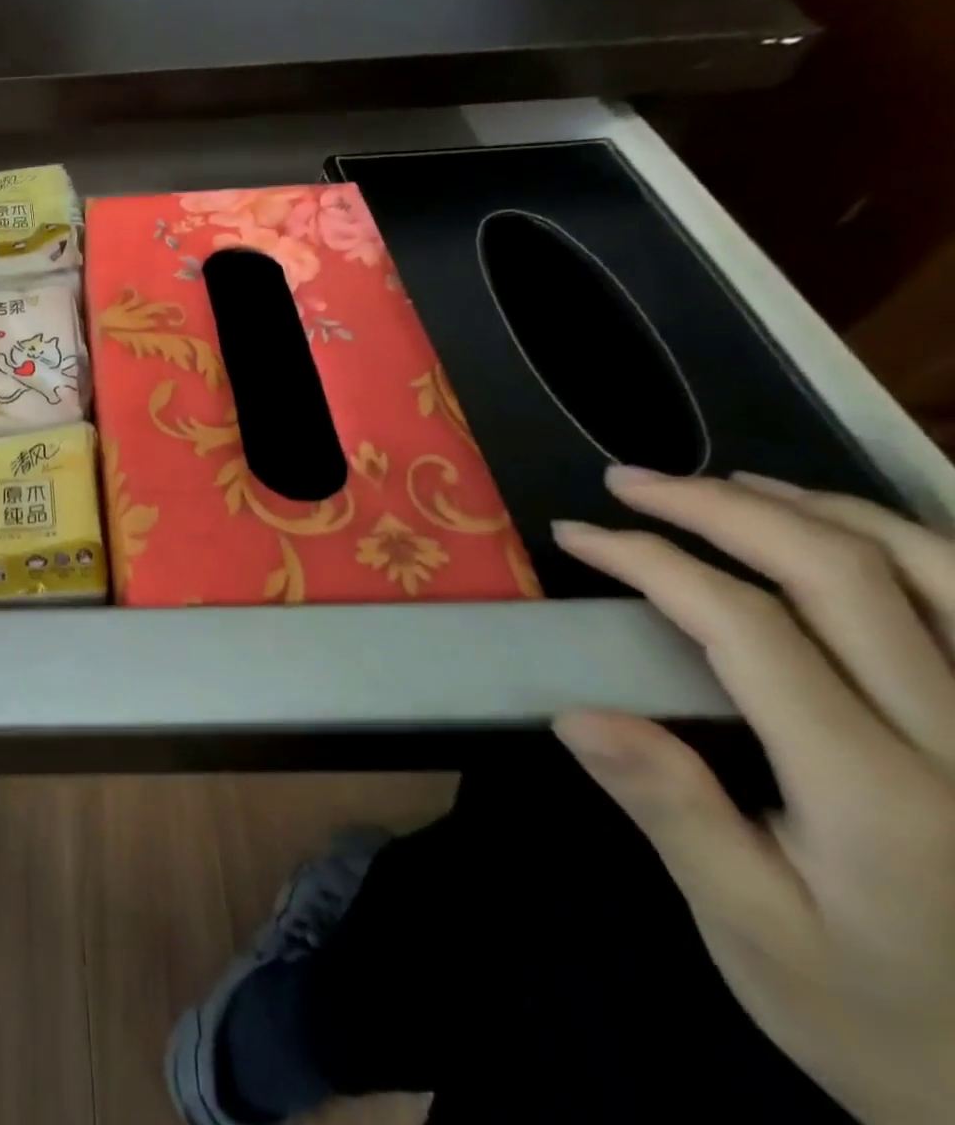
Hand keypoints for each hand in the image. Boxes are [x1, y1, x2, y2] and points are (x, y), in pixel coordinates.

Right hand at [554, 468, 954, 1124]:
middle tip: (630, 482)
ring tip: (721, 484)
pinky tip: (843, 528)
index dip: (651, 560)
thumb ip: (672, 812)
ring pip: (934, 568)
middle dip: (716, 508)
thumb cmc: (872, 1014)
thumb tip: (576, 714)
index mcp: (877, 792)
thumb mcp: (750, 929)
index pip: (745, 626)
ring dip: (812, 507)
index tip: (578, 534)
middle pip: (839, 573)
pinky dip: (912, 540)